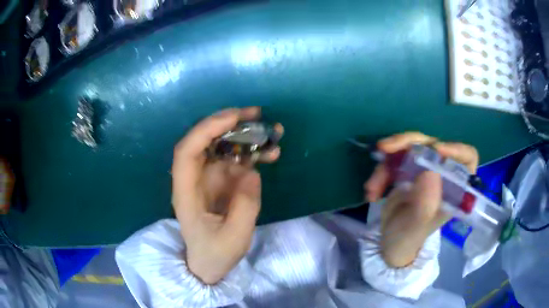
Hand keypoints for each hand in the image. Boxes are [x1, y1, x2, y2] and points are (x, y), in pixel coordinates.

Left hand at [171, 107, 282, 283]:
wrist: (209, 263)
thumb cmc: (215, 254)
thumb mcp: (233, 238)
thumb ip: (244, 207)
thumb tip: (252, 172)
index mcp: (186, 192)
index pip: (186, 152)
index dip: (206, 130)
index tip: (233, 119)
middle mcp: (194, 178)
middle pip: (203, 141)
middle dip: (227, 123)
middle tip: (256, 113)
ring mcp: (208, 178)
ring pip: (222, 147)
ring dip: (245, 135)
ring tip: (273, 131)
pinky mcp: (222, 181)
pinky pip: (236, 160)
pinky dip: (252, 152)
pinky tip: (271, 152)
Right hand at [364, 132, 478, 267]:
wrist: (389, 242)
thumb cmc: (408, 240)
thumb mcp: (415, 227)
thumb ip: (425, 205)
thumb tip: (430, 171)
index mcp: (455, 188)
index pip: (467, 158)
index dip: (455, 149)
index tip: (435, 150)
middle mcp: (442, 174)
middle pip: (433, 144)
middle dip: (408, 144)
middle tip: (385, 150)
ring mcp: (425, 169)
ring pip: (410, 147)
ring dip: (388, 163)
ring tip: (372, 187)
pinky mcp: (408, 169)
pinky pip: (395, 157)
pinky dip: (380, 171)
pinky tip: (372, 191)